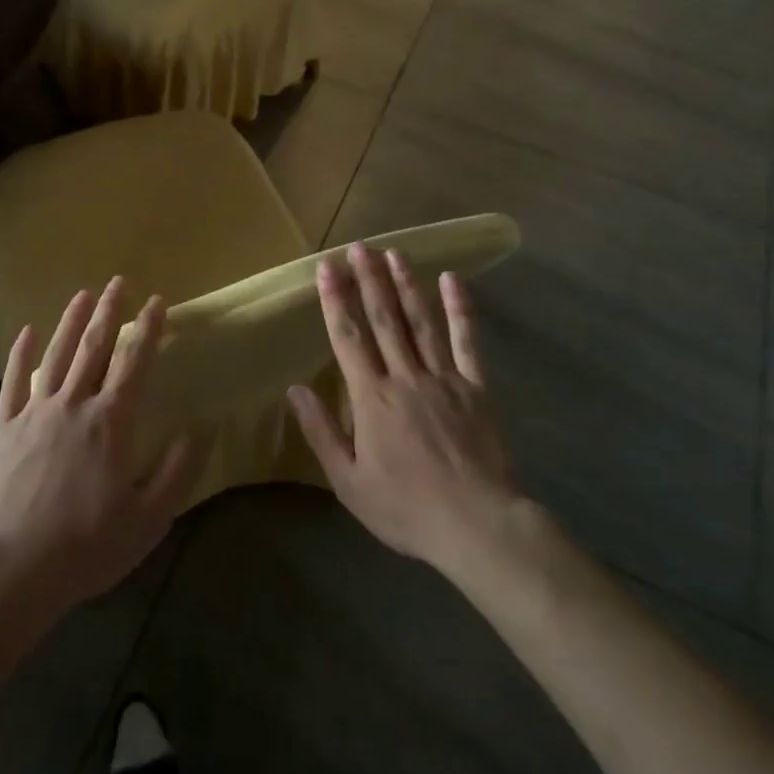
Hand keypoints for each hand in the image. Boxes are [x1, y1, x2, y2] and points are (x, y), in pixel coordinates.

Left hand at [0, 277, 201, 615]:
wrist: (16, 568)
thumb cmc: (88, 546)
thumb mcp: (148, 519)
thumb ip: (177, 472)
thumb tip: (200, 430)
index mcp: (111, 422)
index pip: (134, 362)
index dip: (148, 329)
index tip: (157, 302)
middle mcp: (74, 404)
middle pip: (94, 347)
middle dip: (109, 311)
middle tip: (117, 282)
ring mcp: (35, 412)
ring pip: (56, 354)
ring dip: (71, 321)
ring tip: (82, 294)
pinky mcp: (5, 427)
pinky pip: (13, 382)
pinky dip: (21, 354)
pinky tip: (27, 331)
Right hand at [287, 245, 521, 577]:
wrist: (478, 526)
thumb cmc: (407, 508)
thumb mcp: (349, 482)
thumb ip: (322, 432)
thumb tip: (295, 390)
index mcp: (372, 398)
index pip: (348, 338)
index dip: (336, 300)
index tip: (326, 267)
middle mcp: (405, 377)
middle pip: (383, 319)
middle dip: (368, 280)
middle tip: (359, 247)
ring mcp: (443, 378)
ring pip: (420, 321)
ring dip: (405, 284)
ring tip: (394, 253)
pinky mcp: (475, 388)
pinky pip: (466, 342)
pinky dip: (460, 310)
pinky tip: (452, 281)